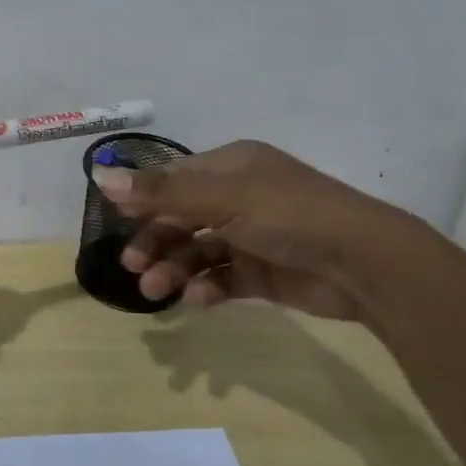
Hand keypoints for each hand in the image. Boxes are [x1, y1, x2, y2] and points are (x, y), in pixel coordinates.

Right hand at [91, 140, 411, 323]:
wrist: (366, 265)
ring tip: (156, 291)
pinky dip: (207, 286)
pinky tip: (197, 298)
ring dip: (175, 267)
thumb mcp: (223, 199)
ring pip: (199, 249)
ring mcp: (253, 235)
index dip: (145, 197)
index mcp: (232, 167)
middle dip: (156, 240)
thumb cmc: (290, 215)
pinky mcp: (264, 272)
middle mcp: (240, 197)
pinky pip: (224, 276)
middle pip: (183, 216)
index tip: (116, 218)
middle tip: (133, 266)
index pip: (176, 178)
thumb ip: (161, 193)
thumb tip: (99, 175)